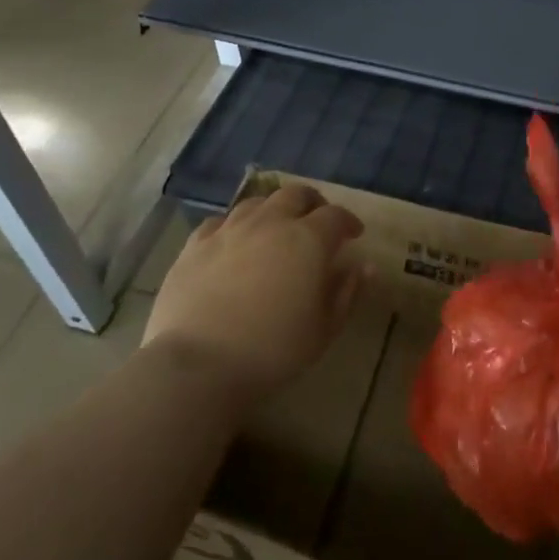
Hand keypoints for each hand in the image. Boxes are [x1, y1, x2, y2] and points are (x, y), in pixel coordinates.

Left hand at [140, 184, 365, 400]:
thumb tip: (364, 266)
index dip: (348, 222)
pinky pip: (219, 222)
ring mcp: (229, 230)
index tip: (354, 235)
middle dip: (312, 203)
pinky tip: (233, 243)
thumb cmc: (272, 350)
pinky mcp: (195, 245)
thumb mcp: (324, 329)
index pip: (335, 216)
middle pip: (295, 195)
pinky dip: (234, 227)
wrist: (198, 365)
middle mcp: (270, 223)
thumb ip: (347, 292)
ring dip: (273, 210)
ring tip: (276, 229)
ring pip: (257, 203)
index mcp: (307, 240)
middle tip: (317, 222)